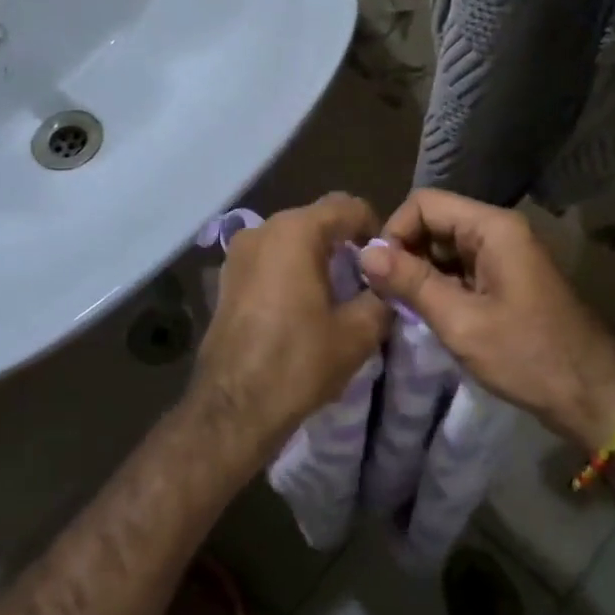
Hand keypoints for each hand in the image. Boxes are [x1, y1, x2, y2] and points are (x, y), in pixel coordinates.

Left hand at [191, 193, 390, 461]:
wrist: (233, 407)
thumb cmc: (298, 362)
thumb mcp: (358, 332)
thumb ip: (381, 297)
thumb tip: (387, 287)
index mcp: (296, 231)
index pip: (348, 206)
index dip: (375, 228)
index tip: (388, 261)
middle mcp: (262, 230)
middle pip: (317, 220)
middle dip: (345, 243)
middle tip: (368, 279)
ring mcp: (238, 253)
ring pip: (291, 240)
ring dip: (317, 257)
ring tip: (337, 295)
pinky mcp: (226, 279)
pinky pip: (269, 261)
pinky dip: (291, 271)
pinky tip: (303, 307)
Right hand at [357, 190, 614, 449]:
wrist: (592, 394)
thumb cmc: (527, 356)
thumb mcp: (461, 321)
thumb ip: (411, 282)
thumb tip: (365, 253)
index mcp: (492, 228)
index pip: (424, 203)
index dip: (395, 231)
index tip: (379, 273)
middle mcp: (499, 231)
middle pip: (435, 222)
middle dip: (406, 253)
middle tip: (385, 295)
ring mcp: (505, 256)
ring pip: (446, 248)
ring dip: (421, 272)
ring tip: (402, 307)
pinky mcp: (506, 280)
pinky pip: (462, 269)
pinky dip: (440, 286)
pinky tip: (428, 314)